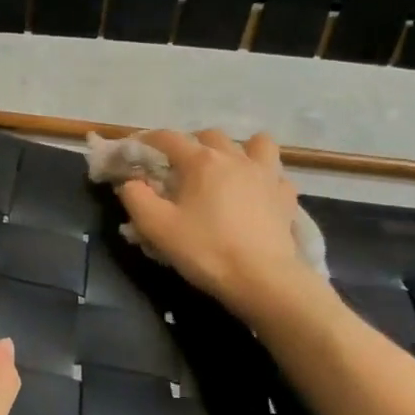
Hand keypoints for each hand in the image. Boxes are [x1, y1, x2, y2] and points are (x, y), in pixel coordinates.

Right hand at [117, 129, 314, 318]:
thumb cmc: (205, 250)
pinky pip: (276, 174)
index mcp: (201, 162)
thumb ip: (136, 199)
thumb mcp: (157, 227)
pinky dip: (264, 177)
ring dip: (238, 149)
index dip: (149, 140)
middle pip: (210, 136)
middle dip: (192, 144)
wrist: (261, 278)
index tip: (137, 149)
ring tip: (228, 168)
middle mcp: (235, 158)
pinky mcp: (285, 196)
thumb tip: (129, 182)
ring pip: (254, 143)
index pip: (169, 139)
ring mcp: (266, 174)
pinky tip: (257, 192)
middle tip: (180, 167)